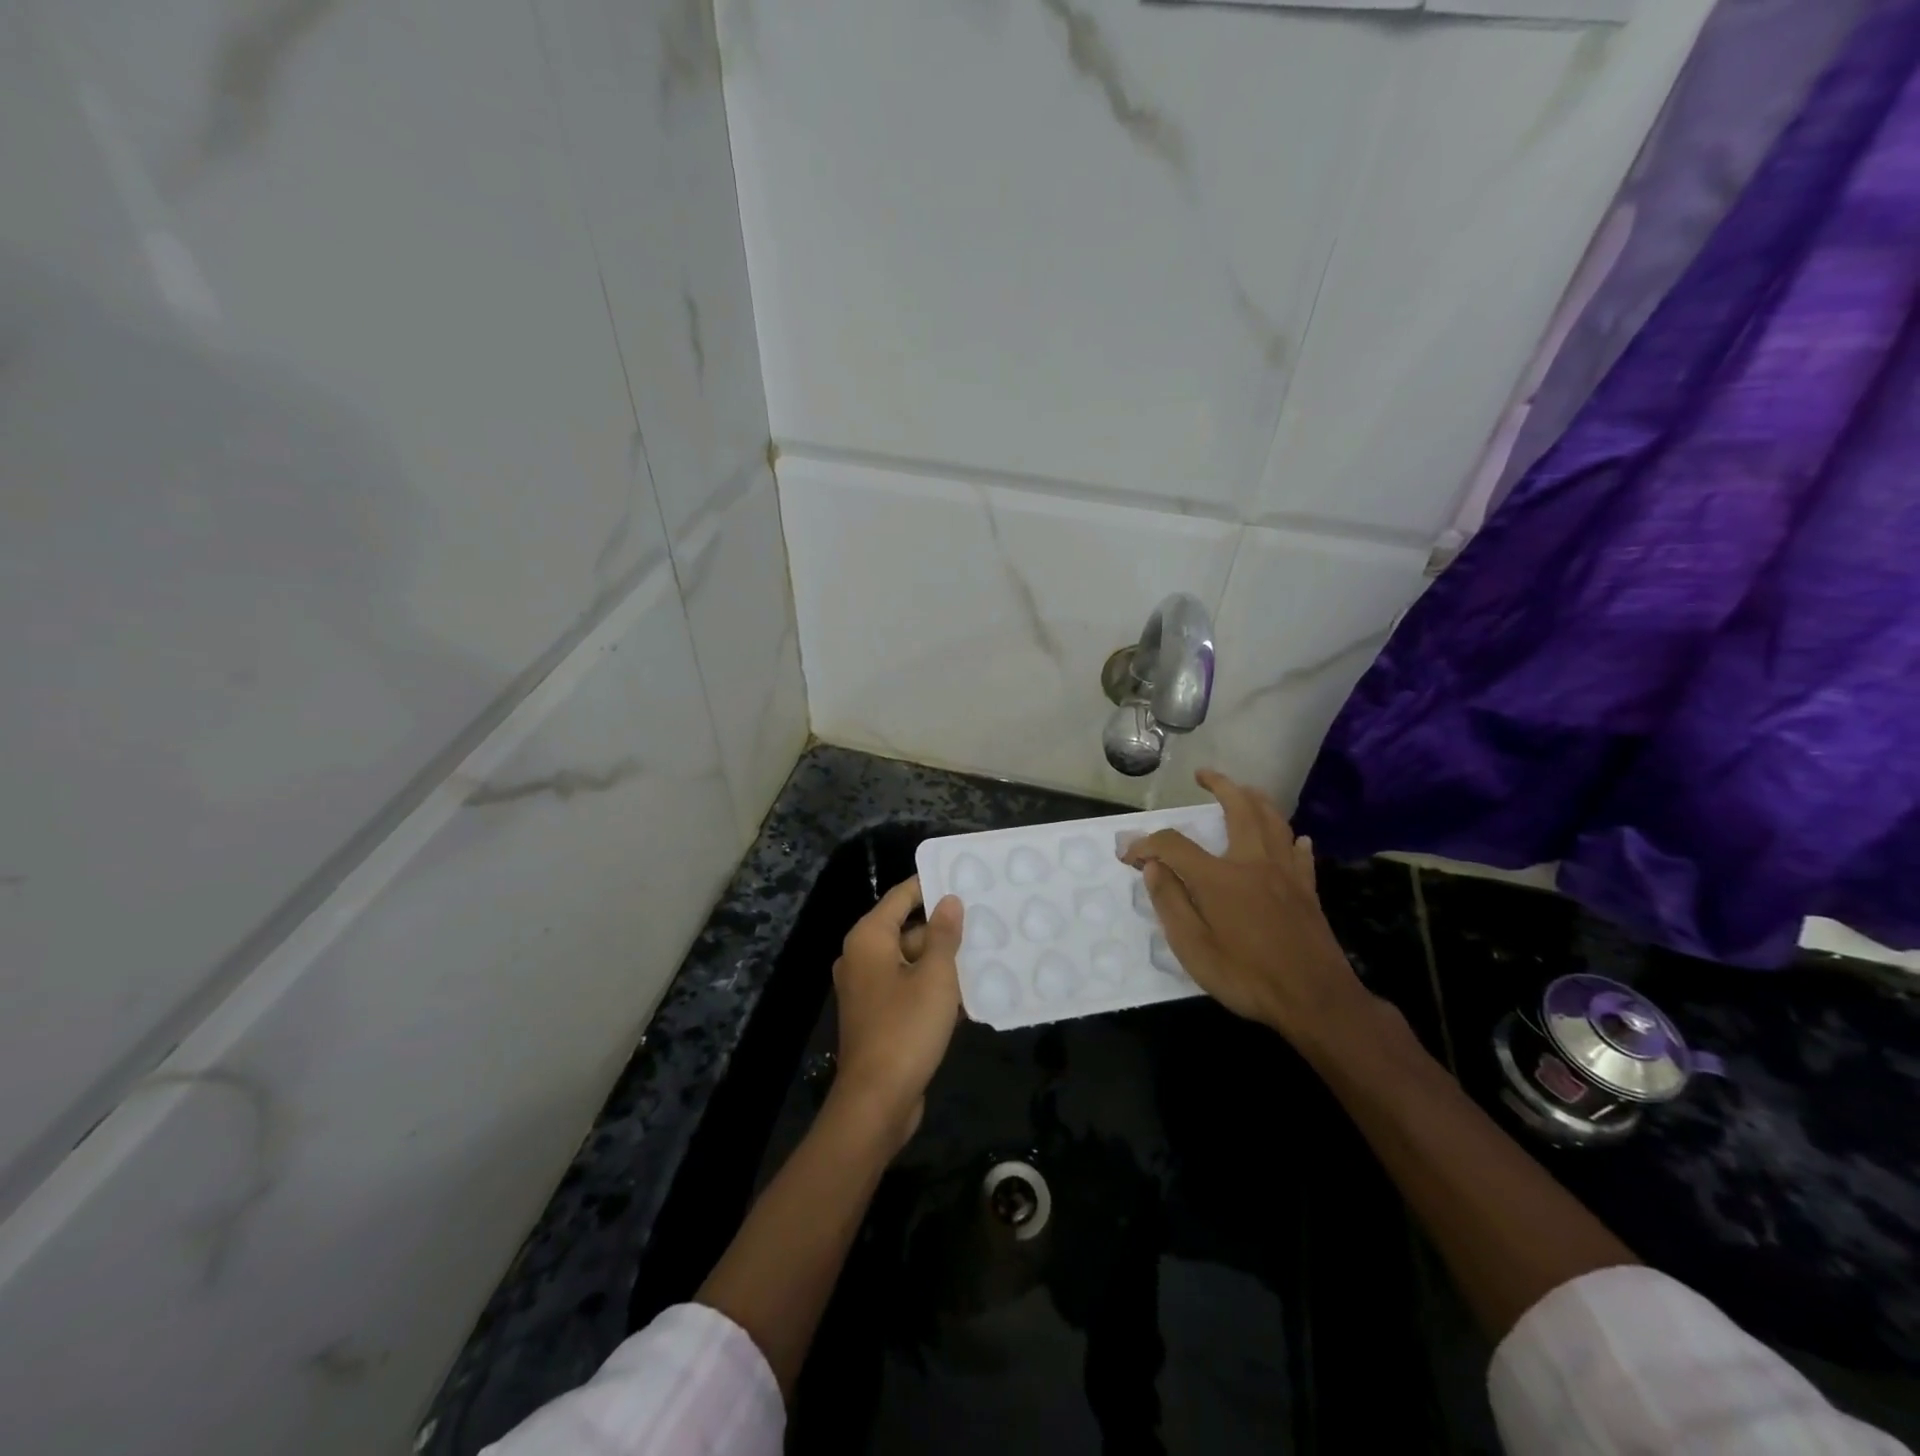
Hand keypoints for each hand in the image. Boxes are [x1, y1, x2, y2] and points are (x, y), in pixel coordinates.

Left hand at [830, 876, 963, 1149]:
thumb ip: (943, 935)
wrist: (877, 1101)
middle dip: (943, 929)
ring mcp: (867, 989)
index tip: (963, 878)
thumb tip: (949, 900)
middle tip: (984, 920)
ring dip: (942, 962)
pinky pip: (907, 989)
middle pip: (906, 929)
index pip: (901, 896)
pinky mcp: (877, 1016)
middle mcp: (861, 957)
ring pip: (910, 962)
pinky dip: (932, 988)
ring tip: (984, 954)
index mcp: (869, 939)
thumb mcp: (935, 977)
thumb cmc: (906, 1028)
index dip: (930, 885)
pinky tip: (968, 994)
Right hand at [1121, 769, 1372, 1049]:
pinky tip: (1295, 838)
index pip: (1174, 845)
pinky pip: (1300, 853)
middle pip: (1239, 809)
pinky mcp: (1308, 890)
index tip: (1129, 855)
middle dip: (1219, 785)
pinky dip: (1293, 839)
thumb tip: (1152, 867)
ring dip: (1257, 799)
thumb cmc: (1248, 977)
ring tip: (1244, 790)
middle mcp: (1253, 863)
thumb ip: (1170, 902)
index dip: (1147, 844)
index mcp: (1220, 877)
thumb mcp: (1194, 949)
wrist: (1316, 1001)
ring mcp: (1286, 873)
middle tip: (1203, 775)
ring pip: (1274, 821)